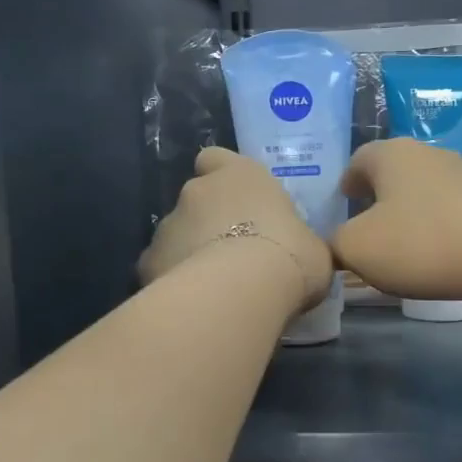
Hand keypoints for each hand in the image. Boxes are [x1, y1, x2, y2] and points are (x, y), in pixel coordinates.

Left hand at [139, 147, 332, 308]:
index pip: (217, 158)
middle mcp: (198, 190)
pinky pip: (162, 268)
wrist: (240, 293)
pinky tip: (194, 304)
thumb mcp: (314, 248)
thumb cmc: (289, 257)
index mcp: (241, 176)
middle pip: (197, 199)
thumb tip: (301, 250)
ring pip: (176, 234)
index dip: (224, 176)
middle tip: (234, 253)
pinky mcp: (147, 260)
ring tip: (215, 286)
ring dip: (191, 252)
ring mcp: (168, 225)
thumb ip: (299, 240)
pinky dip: (174, 281)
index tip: (239, 200)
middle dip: (209, 221)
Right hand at [332, 138, 461, 300]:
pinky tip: (435, 252)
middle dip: (378, 195)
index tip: (342, 202)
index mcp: (391, 154)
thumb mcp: (357, 248)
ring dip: (409, 211)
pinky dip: (436, 226)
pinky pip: (449, 211)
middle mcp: (428, 154)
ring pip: (423, 190)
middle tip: (365, 223)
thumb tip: (338, 243)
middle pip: (393, 171)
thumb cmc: (419, 242)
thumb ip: (336, 243)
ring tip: (400, 242)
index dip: (346, 182)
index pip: (358, 159)